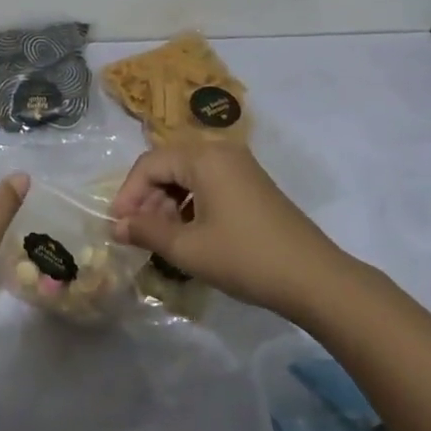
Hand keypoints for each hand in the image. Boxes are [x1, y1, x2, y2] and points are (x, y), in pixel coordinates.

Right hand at [109, 145, 351, 319]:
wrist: (314, 278)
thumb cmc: (245, 258)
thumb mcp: (188, 249)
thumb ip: (147, 232)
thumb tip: (116, 227)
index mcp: (204, 157)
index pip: (150, 163)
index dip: (128, 193)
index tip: (117, 225)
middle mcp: (222, 152)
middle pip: (169, 165)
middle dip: (147, 197)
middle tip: (137, 233)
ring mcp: (240, 167)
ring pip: (188, 175)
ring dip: (168, 202)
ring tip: (161, 237)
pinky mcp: (252, 185)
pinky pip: (209, 184)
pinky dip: (190, 204)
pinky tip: (189, 233)